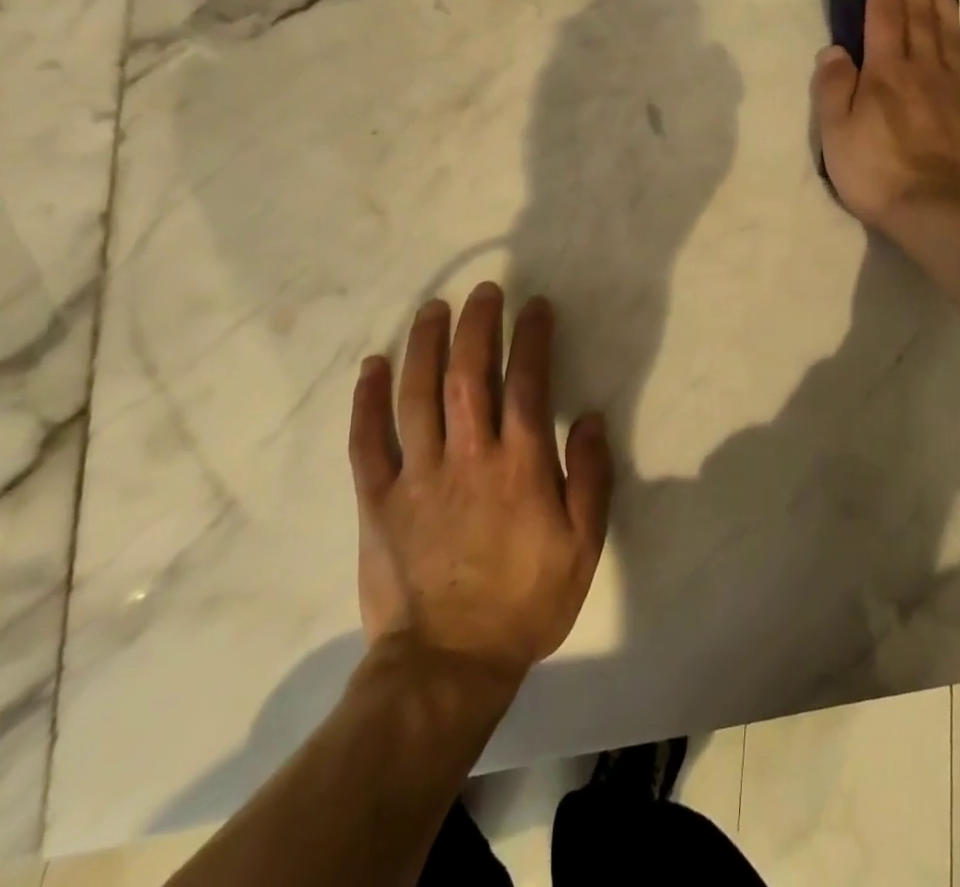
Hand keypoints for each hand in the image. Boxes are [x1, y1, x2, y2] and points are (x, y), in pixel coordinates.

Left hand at [349, 283, 612, 680]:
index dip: (533, 338)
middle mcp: (469, 457)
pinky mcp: (378, 500)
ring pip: (418, 395)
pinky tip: (373, 365)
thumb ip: (591, 478)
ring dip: (426, 345)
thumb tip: (591, 418)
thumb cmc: (525, 603)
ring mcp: (418, 476)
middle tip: (484, 291)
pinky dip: (367, 399)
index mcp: (520, 467)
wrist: (447, 667)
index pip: (529, 383)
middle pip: (470, 374)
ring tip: (434, 308)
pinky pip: (368, 440)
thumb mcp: (582, 547)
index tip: (536, 307)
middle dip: (478, 325)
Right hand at [812, 0, 959, 233]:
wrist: (940, 209)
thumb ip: (832, 87)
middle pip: (919, 16)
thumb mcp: (835, 133)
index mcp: (886, 72)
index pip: (882, 17)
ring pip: (949, 33)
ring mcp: (957, 88)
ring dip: (942, 2)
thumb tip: (834, 49)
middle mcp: (924, 69)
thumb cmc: (878, 172)